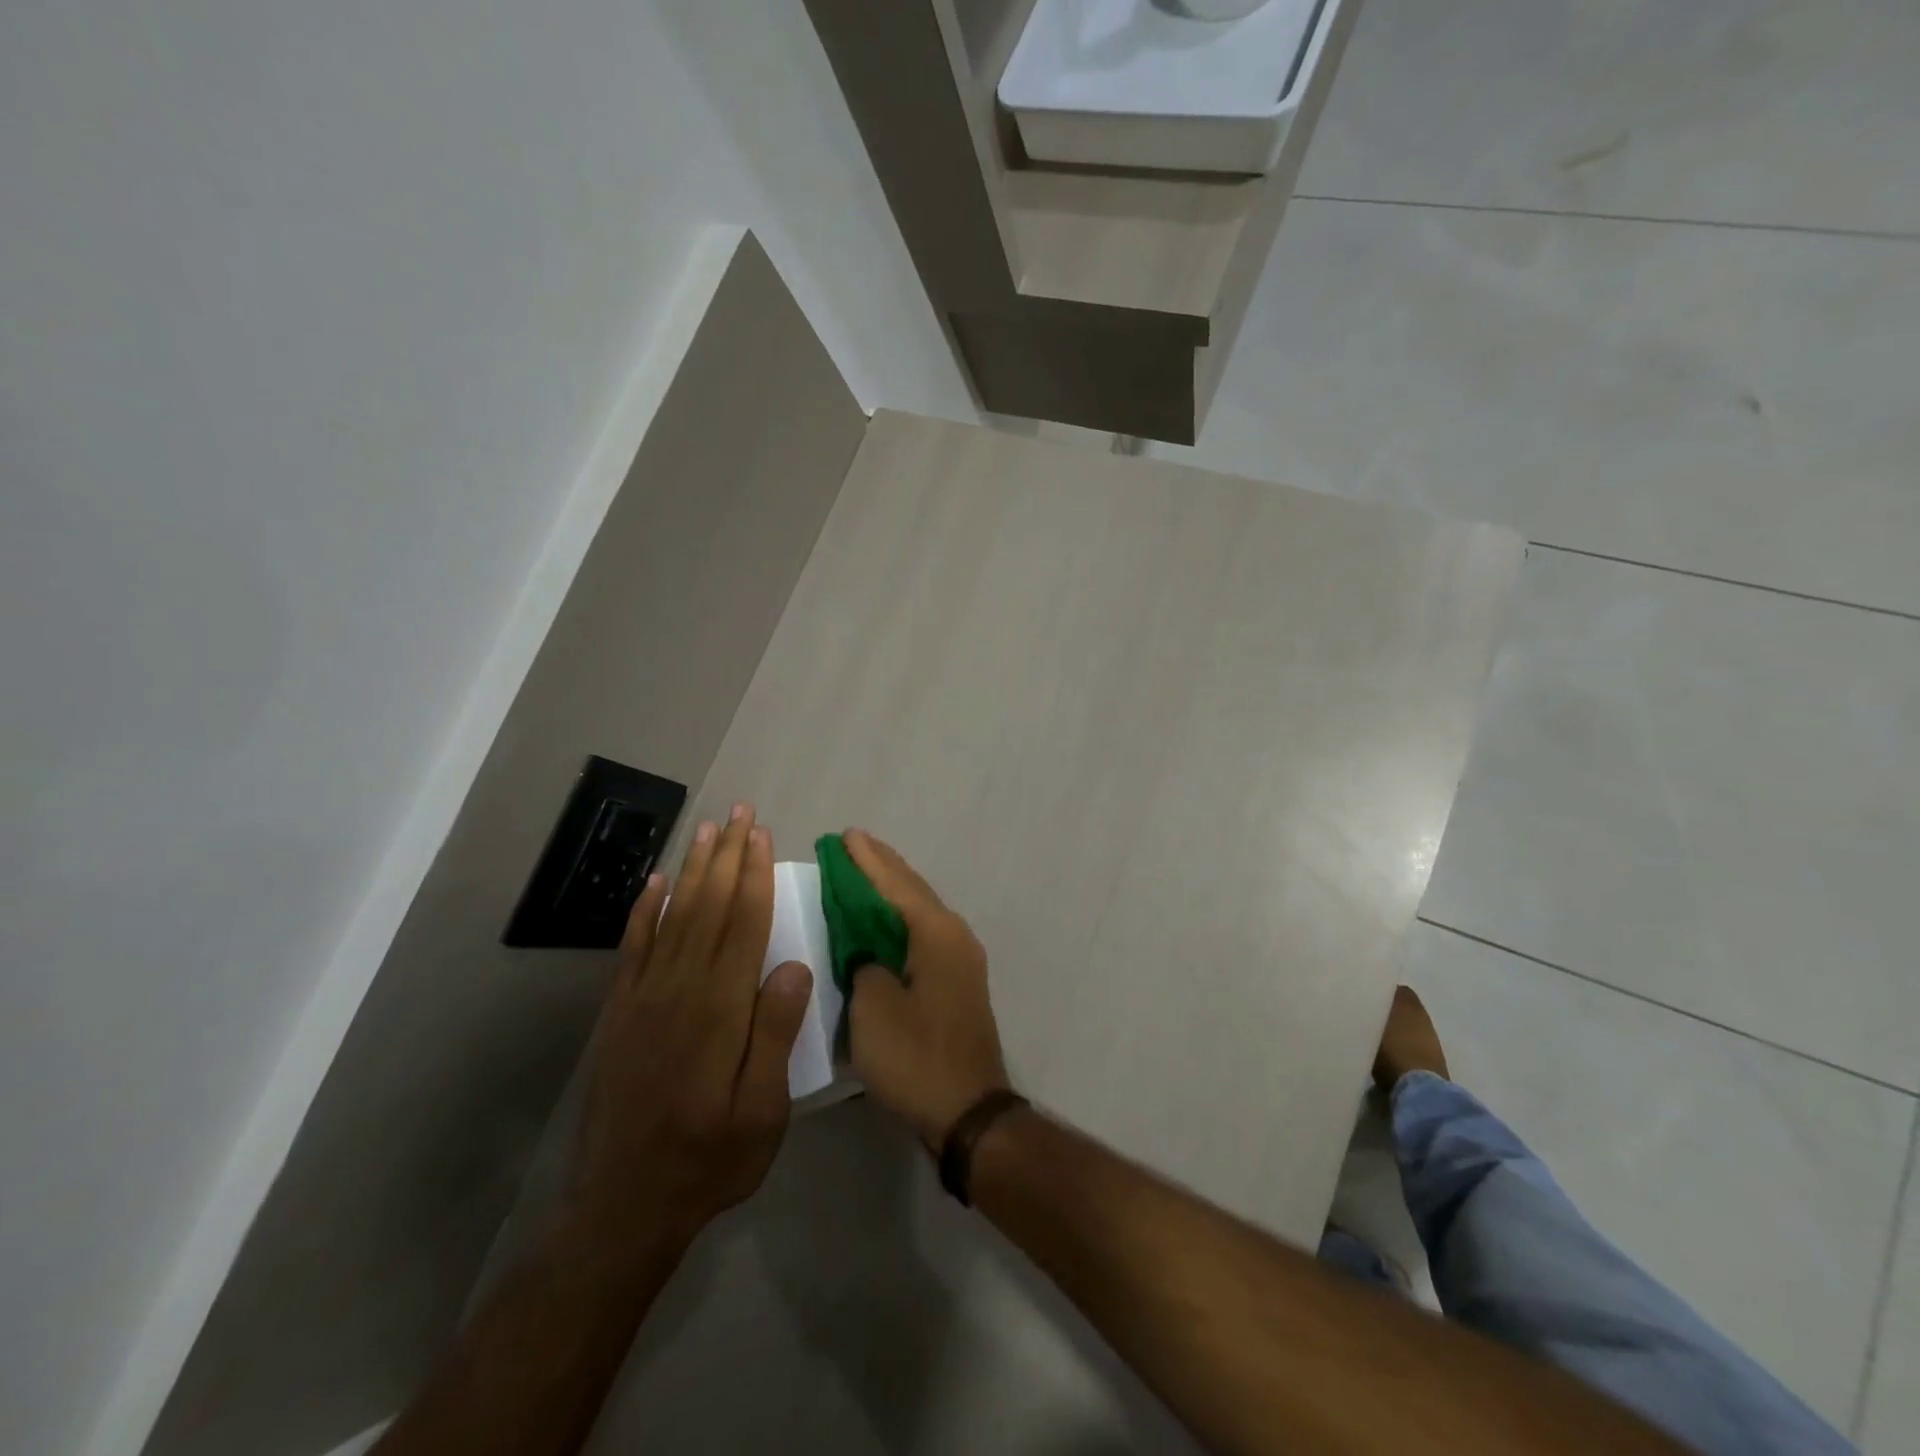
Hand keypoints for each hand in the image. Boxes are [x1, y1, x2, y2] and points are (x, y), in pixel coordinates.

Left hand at [570, 805, 813, 1248]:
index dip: (753, 875)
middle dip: (726, 856)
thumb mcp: (762, 1110)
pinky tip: (655, 884)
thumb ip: (775, 1035)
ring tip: (705, 830)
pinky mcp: (620, 1013)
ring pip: (672, 917)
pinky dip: (644, 910)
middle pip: (708, 908)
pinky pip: (634, 947)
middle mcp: (680, 990)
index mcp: (720, 1009)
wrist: (626, 1204)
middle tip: (738, 813)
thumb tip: (794, 966)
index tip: (761, 835)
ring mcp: (644, 998)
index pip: (743, 925)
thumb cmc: (710, 1157)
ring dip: (691, 870)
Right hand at [842, 830, 1010, 1148]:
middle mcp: (954, 935)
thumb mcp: (873, 1007)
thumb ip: (864, 962)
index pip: (894, 883)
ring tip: (863, 870)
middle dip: (880, 866)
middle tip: (851, 843)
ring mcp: (960, 958)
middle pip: (912, 889)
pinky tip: (882, 920)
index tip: (844, 835)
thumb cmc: (916, 1057)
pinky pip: (922, 933)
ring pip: (919, 910)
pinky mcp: (957, 981)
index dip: (866, 860)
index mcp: (935, 932)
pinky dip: (899, 918)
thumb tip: (865, 947)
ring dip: (890, 890)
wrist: (968, 1111)